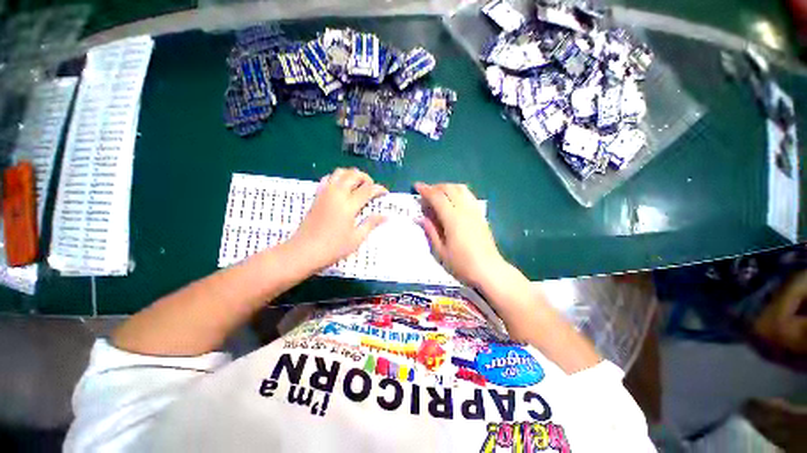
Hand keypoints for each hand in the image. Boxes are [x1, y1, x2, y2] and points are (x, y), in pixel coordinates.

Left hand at [288, 168, 386, 270]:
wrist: (304, 251)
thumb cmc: (333, 247)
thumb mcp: (356, 238)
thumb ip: (371, 223)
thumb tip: (386, 216)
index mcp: (349, 205)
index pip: (368, 189)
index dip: (379, 189)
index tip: (385, 193)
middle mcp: (337, 194)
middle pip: (354, 175)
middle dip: (366, 178)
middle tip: (372, 187)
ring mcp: (325, 193)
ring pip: (340, 172)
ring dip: (352, 174)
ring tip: (358, 184)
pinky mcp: (317, 196)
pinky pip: (328, 178)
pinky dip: (338, 177)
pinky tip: (341, 187)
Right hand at [415, 182, 509, 287]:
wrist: (489, 270)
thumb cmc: (462, 264)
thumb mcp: (441, 251)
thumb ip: (430, 231)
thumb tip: (420, 218)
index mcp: (453, 218)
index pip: (437, 197)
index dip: (426, 190)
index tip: (416, 186)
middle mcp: (464, 210)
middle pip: (450, 188)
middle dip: (436, 187)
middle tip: (426, 193)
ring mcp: (474, 211)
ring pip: (461, 189)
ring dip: (448, 187)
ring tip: (439, 194)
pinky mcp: (480, 215)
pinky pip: (468, 196)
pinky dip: (458, 192)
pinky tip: (453, 201)